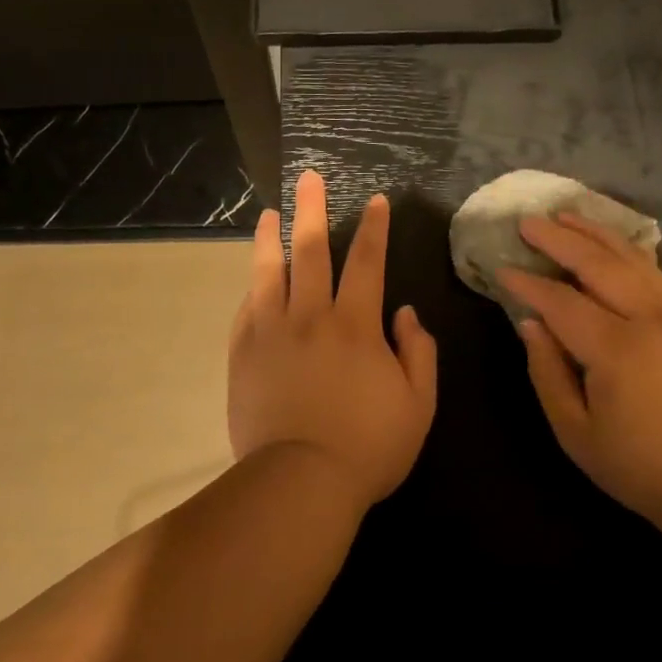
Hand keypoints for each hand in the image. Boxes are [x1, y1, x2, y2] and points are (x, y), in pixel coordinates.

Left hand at [228, 169, 437, 511]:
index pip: (368, 262)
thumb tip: (405, 313)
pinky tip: (254, 278)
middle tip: (307, 178)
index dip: (375, 228)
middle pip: (311, 250)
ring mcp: (270, 332)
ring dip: (270, 238)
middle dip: (312, 209)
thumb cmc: (368, 447)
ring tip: (269, 215)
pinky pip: (246, 309)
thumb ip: (418, 352)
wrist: (300, 482)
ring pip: (268, 272)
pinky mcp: (243, 354)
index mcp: (356, 325)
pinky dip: (253, 288)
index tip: (376, 201)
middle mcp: (311, 316)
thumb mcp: (418, 405)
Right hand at [500, 212, 661, 519]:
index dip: (528, 284)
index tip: (502, 269)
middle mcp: (649, 319)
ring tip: (564, 215)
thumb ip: (548, 373)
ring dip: (594, 232)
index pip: (561, 302)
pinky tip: (610, 242)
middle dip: (558, 239)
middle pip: (597, 264)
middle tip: (527, 222)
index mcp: (616, 350)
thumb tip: (531, 324)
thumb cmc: (641, 467)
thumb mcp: (577, 433)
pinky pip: (656, 272)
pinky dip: (628, 250)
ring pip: (631, 258)